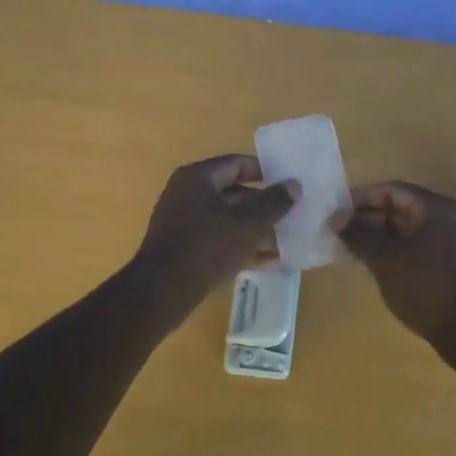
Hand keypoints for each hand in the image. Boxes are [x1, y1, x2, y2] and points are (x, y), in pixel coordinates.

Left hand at [134, 154, 298, 299]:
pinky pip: (221, 242)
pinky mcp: (187, 250)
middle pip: (235, 193)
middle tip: (294, 213)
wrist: (161, 292)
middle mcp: (188, 195)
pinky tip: (273, 262)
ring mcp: (185, 224)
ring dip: (258, 230)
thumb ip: (273, 202)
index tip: (289, 182)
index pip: (237, 163)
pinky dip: (244, 248)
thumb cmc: (206, 247)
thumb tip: (294, 185)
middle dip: (265, 205)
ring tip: (289, 240)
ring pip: (230, 220)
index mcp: (198, 178)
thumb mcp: (246, 223)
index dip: (266, 171)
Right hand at [339, 180, 455, 352]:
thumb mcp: (385, 260)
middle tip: (341, 232)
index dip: (362, 197)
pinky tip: (378, 267)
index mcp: (435, 208)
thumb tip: (337, 216)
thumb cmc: (426, 289)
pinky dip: (397, 251)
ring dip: (381, 237)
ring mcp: (455, 241)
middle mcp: (449, 218)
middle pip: (402, 208)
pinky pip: (420, 247)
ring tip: (352, 251)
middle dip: (369, 219)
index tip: (337, 210)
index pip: (392, 190)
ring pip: (410, 230)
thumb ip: (359, 234)